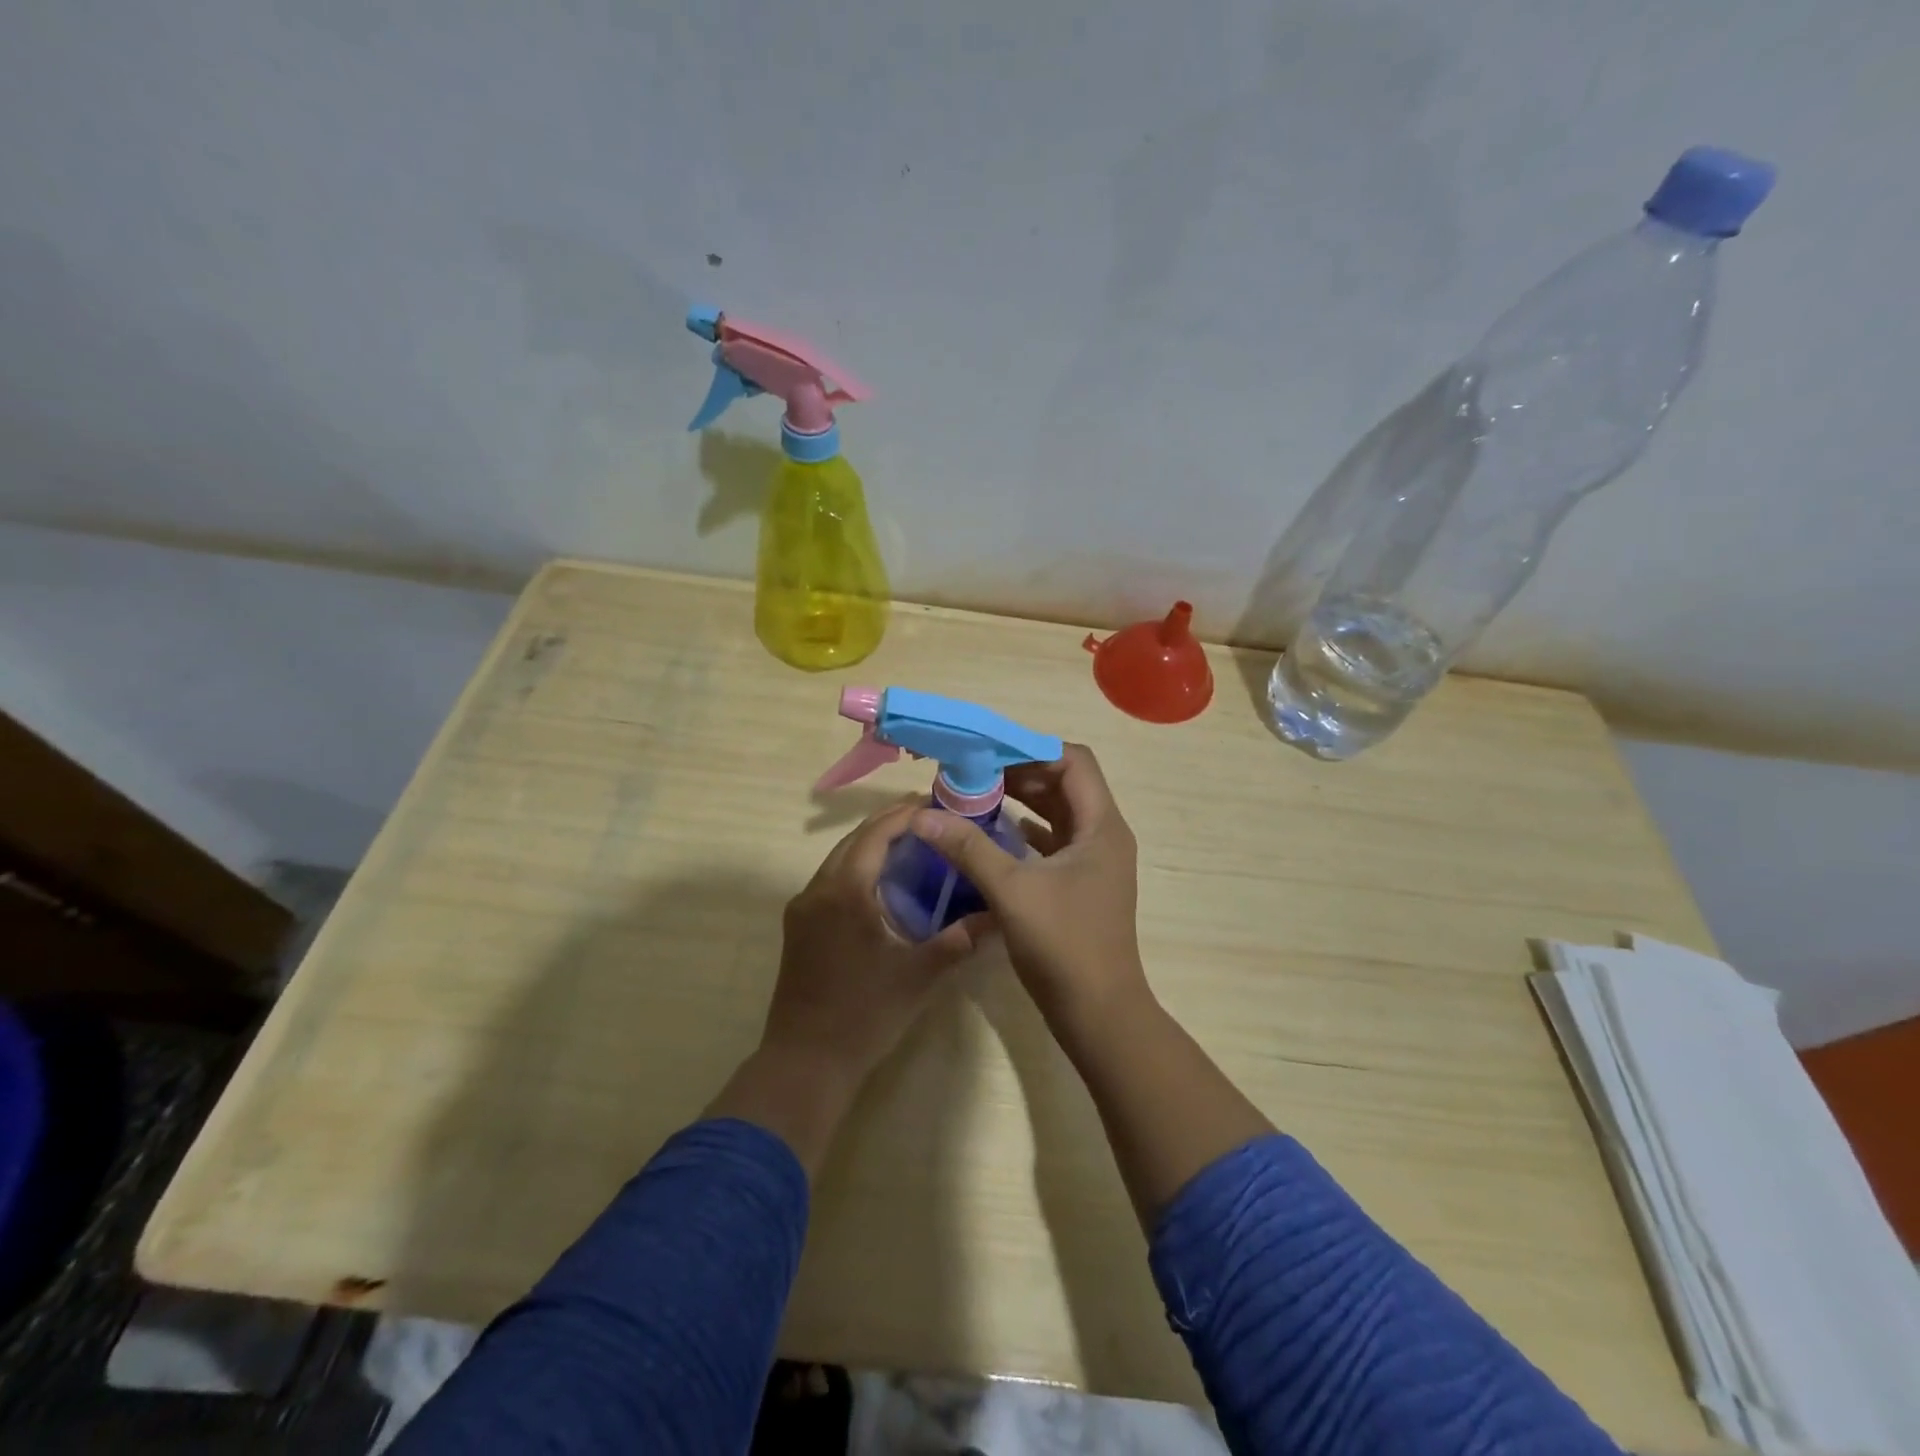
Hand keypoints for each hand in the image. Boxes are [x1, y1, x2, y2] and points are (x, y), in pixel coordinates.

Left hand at [760, 799, 990, 1089]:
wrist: (805, 1063)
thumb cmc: (864, 1015)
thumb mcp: (918, 976)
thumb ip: (960, 941)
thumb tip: (1000, 916)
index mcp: (844, 892)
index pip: (875, 834)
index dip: (905, 815)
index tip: (937, 805)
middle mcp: (817, 890)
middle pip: (854, 840)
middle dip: (890, 824)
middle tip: (931, 819)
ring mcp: (803, 909)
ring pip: (840, 859)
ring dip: (872, 846)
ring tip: (914, 844)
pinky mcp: (799, 927)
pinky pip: (832, 881)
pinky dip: (859, 869)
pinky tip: (884, 883)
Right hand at [910, 744, 1147, 1031]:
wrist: (1099, 1014)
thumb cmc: (1063, 946)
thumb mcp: (1012, 891)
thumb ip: (968, 848)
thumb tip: (922, 816)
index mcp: (1101, 826)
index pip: (1073, 761)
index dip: (1032, 751)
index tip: (987, 754)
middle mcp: (1103, 835)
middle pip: (1065, 783)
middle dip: (1020, 773)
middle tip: (973, 772)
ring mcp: (1094, 862)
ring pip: (1059, 812)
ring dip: (1022, 801)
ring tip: (976, 795)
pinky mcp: (1081, 884)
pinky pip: (1054, 841)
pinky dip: (1026, 830)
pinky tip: (993, 833)